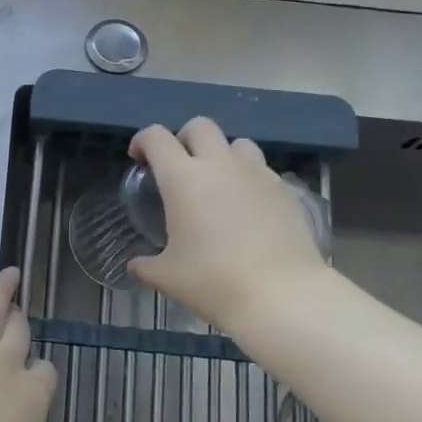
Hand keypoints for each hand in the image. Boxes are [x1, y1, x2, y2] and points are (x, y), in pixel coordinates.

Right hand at [128, 117, 327, 331]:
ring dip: (222, 154)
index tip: (139, 159)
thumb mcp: (168, 277)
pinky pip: (262, 169)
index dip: (142, 141)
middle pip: (199, 126)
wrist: (281, 295)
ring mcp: (256, 173)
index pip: (157, 137)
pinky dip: (249, 177)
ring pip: (237, 143)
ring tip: (218, 182)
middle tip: (179, 167)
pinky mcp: (284, 189)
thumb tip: (136, 265)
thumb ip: (146, 266)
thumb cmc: (214, 282)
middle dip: (184, 138)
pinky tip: (248, 205)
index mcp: (183, 179)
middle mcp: (219, 165)